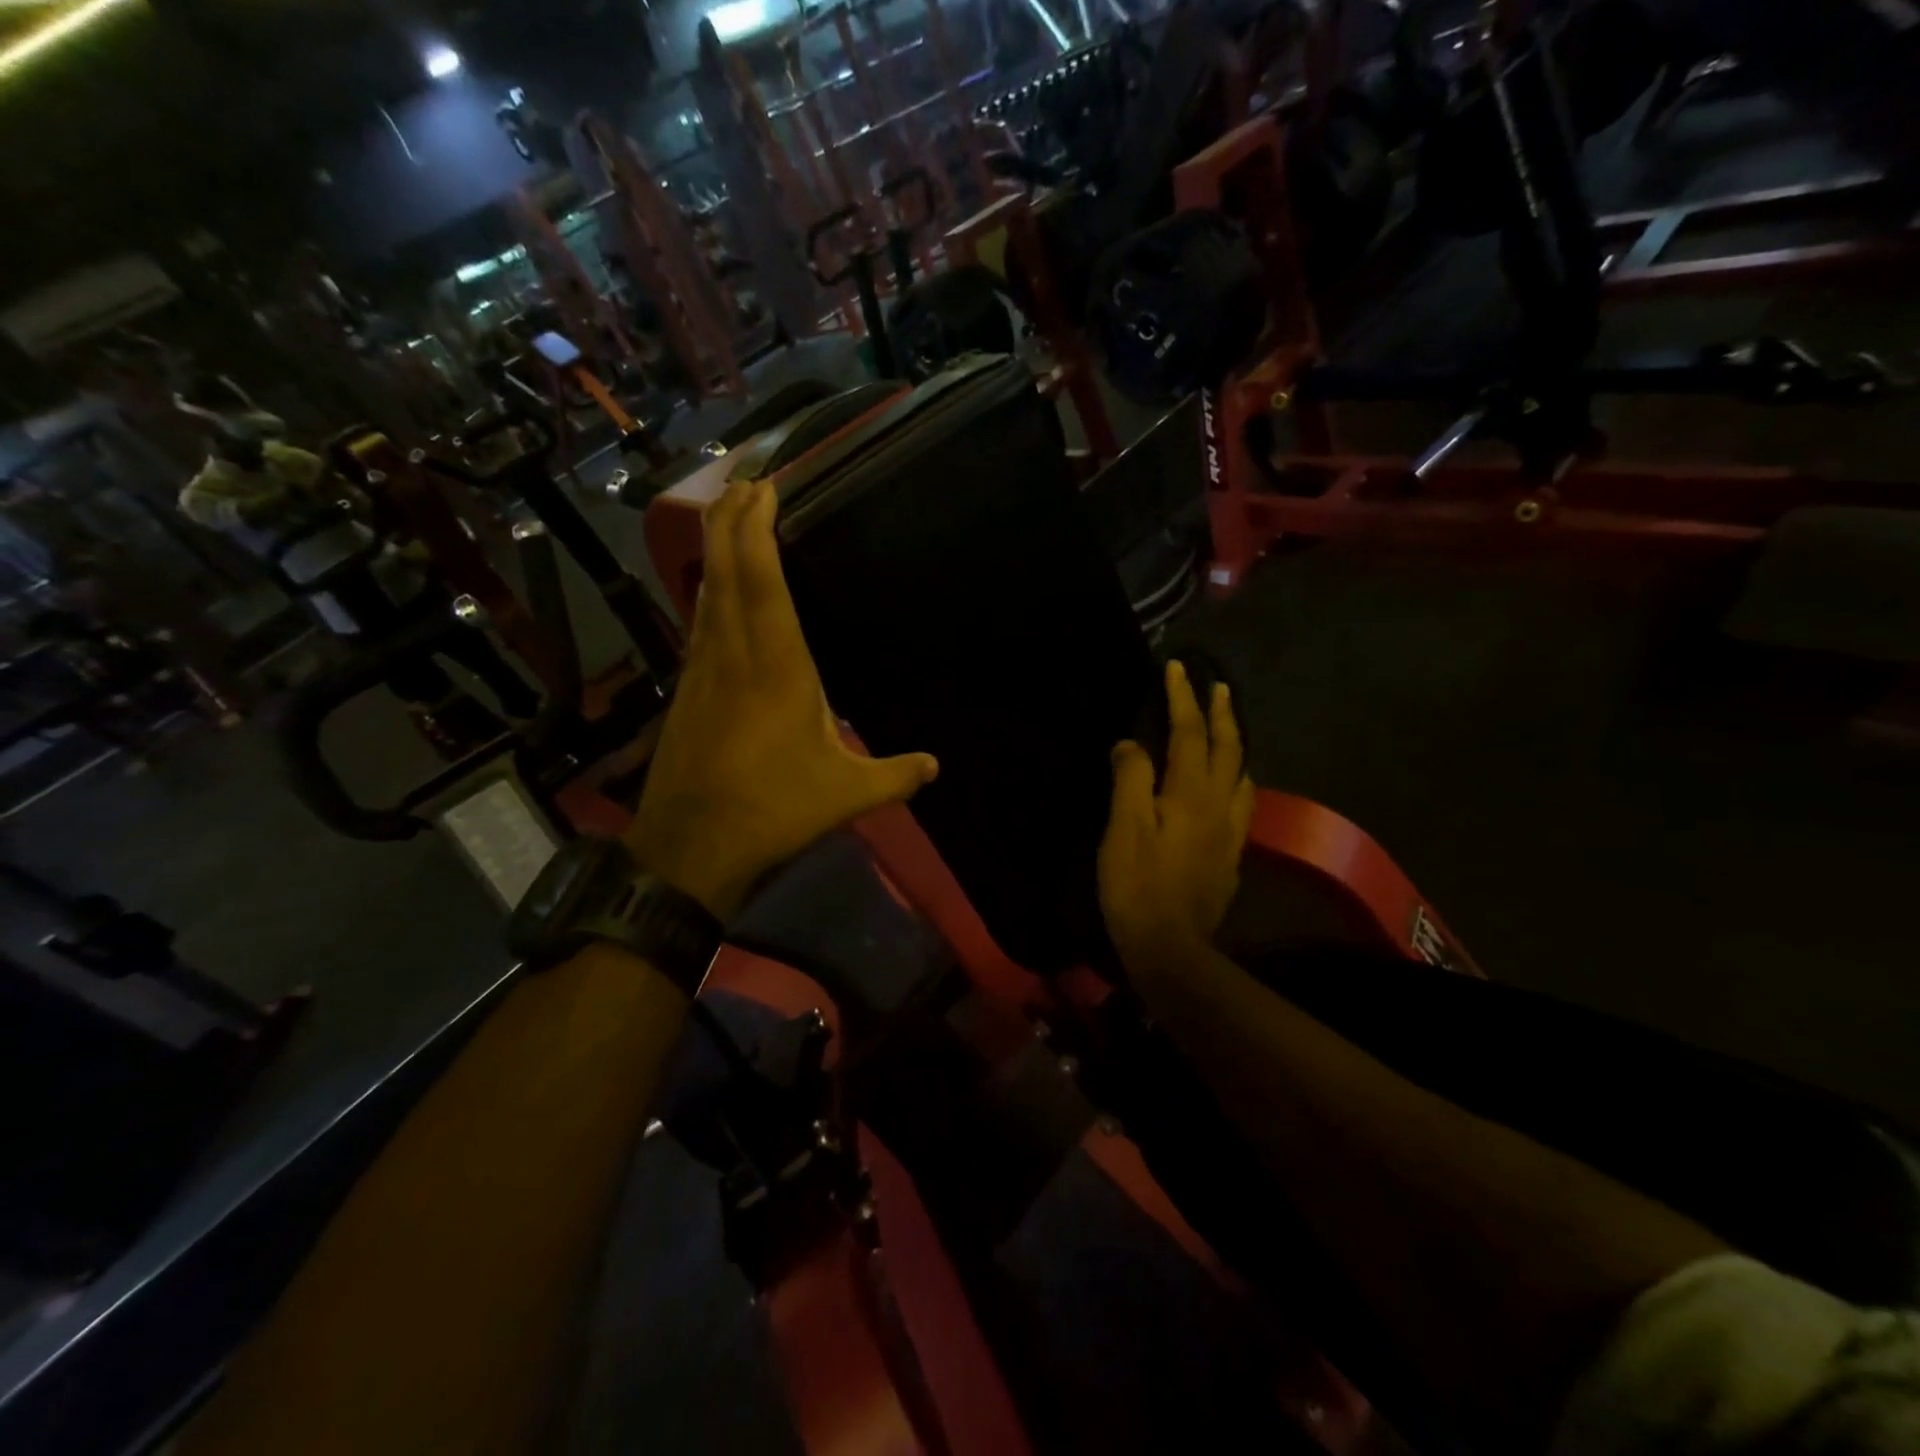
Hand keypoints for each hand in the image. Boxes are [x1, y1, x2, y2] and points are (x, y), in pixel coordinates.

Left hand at [624, 478, 938, 918]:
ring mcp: (702, 671)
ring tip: (729, 517)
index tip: (763, 486)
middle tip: (744, 480)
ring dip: (715, 549)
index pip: (761, 579)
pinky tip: (714, 593)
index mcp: (775, 665)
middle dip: (731, 518)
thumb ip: (895, 775)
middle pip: (724, 569)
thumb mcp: (846, 793)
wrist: (691, 847)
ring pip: (705, 593)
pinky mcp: (686, 692)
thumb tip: (937, 766)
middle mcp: (732, 654)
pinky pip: (699, 624)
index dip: (756, 526)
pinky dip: (709, 591)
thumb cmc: (772, 809)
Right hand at [1098, 660, 1254, 981]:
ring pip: (1241, 778)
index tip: (1178, 667)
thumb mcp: (1123, 827)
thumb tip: (1131, 744)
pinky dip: (1235, 781)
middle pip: (1229, 750)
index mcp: (1191, 794)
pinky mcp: (1229, 858)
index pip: (1189, 734)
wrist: (1170, 949)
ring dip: (1236, 747)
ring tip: (1226, 733)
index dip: (1183, 699)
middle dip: (1222, 714)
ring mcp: (1230, 834)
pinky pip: (1239, 805)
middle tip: (1218, 687)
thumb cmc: (1137, 885)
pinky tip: (1224, 791)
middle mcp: (1219, 807)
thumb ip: (1130, 778)